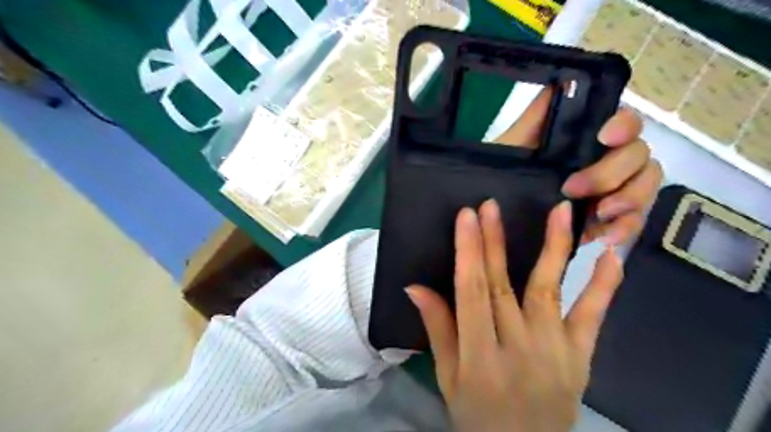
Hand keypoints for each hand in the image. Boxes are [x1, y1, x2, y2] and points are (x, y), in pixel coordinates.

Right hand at [405, 200, 622, 431]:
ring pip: (549, 290)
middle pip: (503, 285)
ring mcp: (555, 351)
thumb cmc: (477, 414)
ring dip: (554, 247)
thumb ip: (437, 328)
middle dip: (495, 241)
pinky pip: (593, 316)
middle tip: (491, 206)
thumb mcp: (448, 376)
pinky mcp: (581, 355)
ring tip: (560, 210)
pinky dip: (603, 285)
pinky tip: (610, 255)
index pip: (471, 293)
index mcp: (479, 356)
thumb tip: (414, 286)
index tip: (466, 217)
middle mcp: (518, 348)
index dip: (468, 252)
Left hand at [494, 89, 662, 244]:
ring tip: (600, 213)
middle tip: (573, 188)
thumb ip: (535, 118)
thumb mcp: (513, 147)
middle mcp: (606, 161)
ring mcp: (612, 191)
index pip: (624, 123)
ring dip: (629, 199)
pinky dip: (627, 228)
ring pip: (645, 186)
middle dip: (611, 172)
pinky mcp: (608, 220)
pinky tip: (609, 236)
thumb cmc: (505, 174)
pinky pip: (634, 221)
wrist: (496, 215)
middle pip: (639, 156)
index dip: (623, 125)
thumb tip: (559, 82)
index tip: (604, 136)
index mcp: (586, 141)